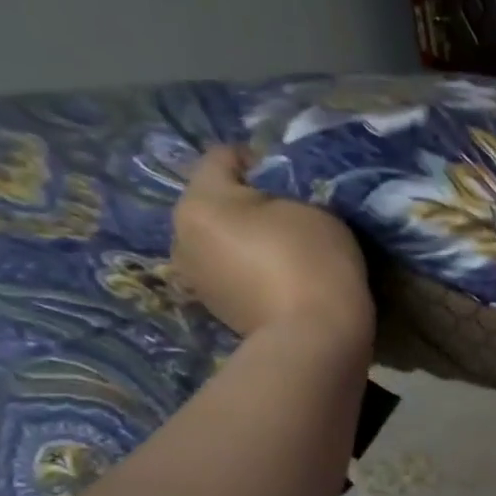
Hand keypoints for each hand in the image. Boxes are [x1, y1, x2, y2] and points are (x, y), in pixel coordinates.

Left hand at [171, 146, 373, 347]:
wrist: (314, 337)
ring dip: (244, 238)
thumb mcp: (312, 210)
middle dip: (245, 203)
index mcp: (200, 202)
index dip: (259, 158)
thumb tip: (269, 203)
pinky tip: (277, 278)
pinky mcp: (213, 306)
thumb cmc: (313, 262)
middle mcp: (181, 235)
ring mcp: (193, 276)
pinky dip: (248, 268)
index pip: (223, 157)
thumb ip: (283, 195)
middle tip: (288, 215)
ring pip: (218, 239)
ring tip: (282, 250)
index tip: (291, 175)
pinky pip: (228, 270)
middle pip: (214, 202)